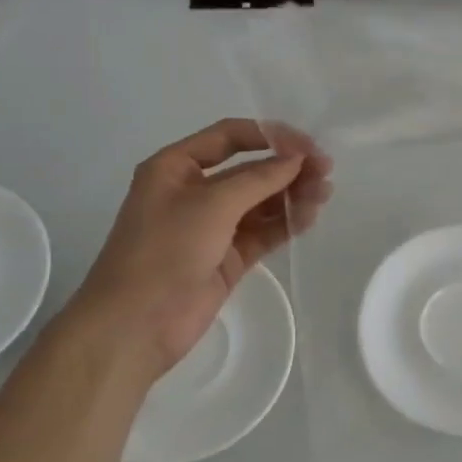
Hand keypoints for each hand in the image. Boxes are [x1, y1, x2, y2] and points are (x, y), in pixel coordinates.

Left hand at [64, 119, 332, 378]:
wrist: (136, 325)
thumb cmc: (164, 251)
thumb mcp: (211, 204)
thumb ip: (259, 179)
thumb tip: (298, 159)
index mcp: (176, 167)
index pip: (229, 137)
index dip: (270, 136)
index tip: (307, 145)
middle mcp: (195, 191)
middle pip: (250, 170)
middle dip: (287, 168)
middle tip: (326, 171)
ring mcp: (213, 226)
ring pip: (261, 202)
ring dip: (292, 195)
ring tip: (323, 194)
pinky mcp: (228, 257)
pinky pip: (264, 231)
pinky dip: (286, 222)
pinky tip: (310, 216)